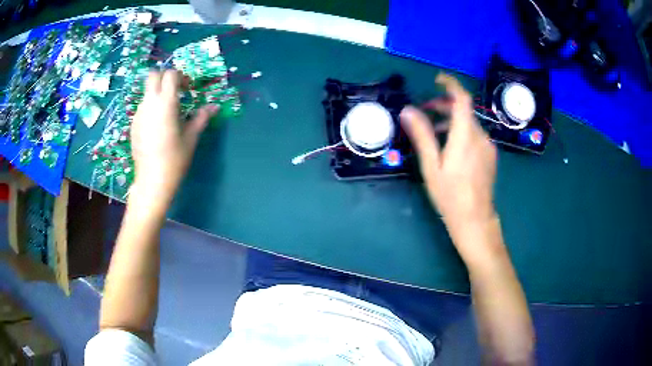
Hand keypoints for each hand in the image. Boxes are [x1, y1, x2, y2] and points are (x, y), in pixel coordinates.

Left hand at [130, 70, 217, 211]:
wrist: (152, 180)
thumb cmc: (174, 158)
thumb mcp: (191, 137)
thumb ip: (202, 117)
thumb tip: (215, 106)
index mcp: (166, 103)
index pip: (170, 74)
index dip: (180, 76)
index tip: (187, 89)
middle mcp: (149, 103)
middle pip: (153, 76)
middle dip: (164, 77)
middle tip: (175, 91)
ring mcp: (139, 114)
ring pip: (147, 92)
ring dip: (157, 94)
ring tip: (167, 112)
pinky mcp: (133, 124)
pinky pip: (142, 107)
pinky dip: (151, 108)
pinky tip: (157, 126)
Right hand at [400, 74, 497, 249]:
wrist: (475, 220)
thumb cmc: (450, 195)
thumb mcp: (431, 166)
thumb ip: (422, 136)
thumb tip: (408, 111)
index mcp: (465, 135)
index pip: (462, 99)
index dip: (451, 84)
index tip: (437, 79)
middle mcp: (480, 136)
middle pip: (464, 110)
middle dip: (444, 106)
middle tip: (424, 112)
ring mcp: (488, 146)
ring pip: (469, 123)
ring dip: (451, 121)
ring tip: (433, 133)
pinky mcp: (490, 155)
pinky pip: (475, 135)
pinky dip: (461, 132)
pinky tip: (450, 148)